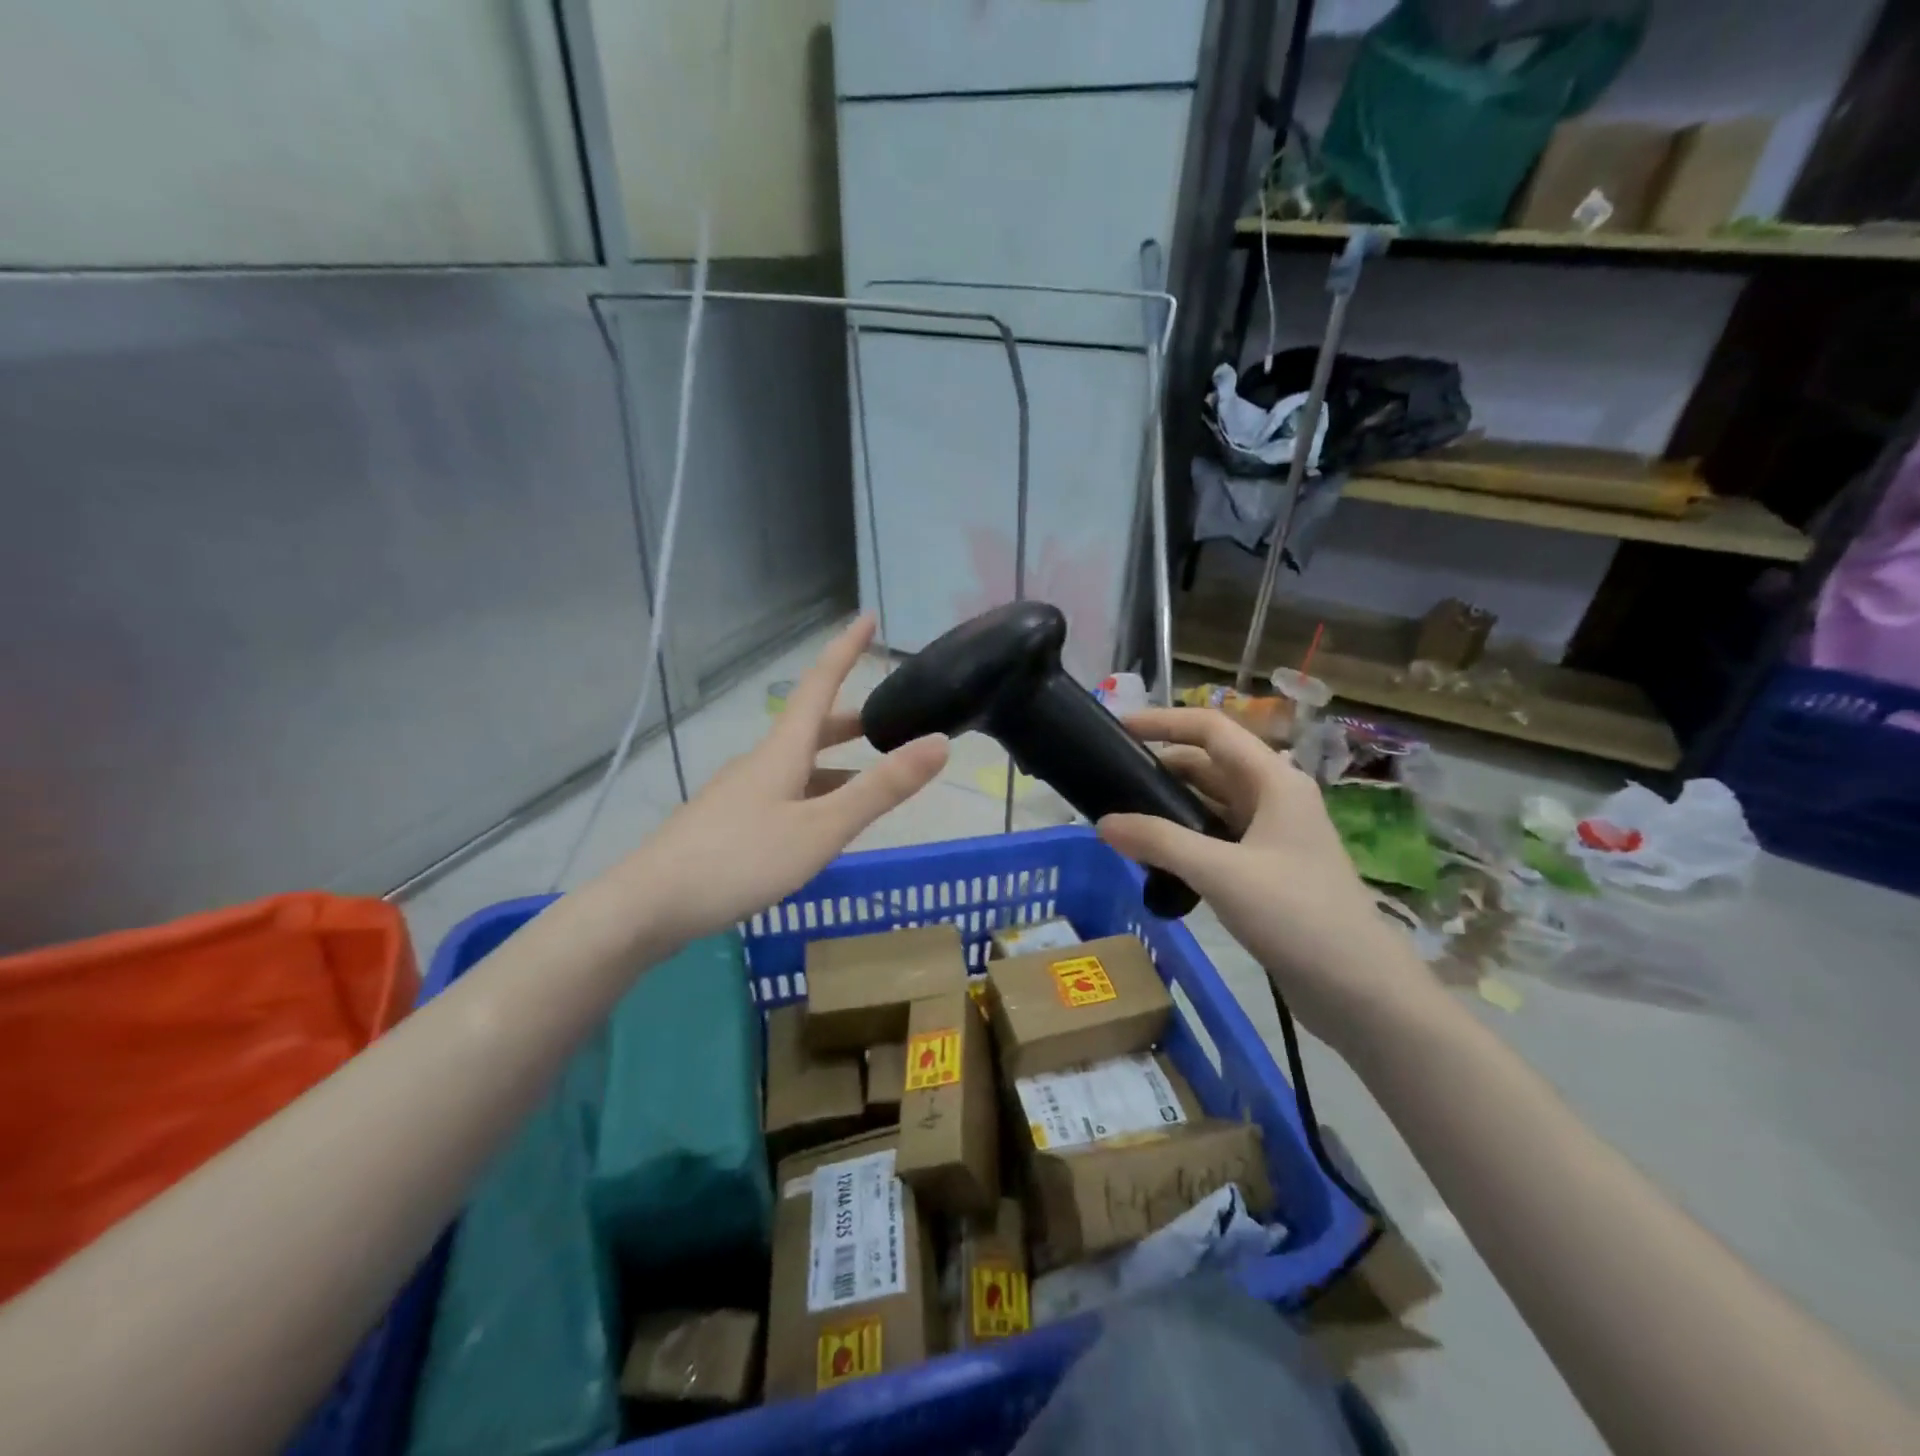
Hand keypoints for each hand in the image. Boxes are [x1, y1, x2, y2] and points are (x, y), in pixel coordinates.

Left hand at [621, 616, 947, 947]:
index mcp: (782, 751)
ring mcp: (739, 793)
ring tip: (867, 781)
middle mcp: (759, 763)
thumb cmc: (740, 860)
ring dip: (834, 763)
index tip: (867, 617)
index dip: (845, 650)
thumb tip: (939, 742)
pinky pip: (782, 794)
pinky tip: (819, 826)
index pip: (820, 684)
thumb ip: (880, 789)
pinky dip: (813, 794)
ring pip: (797, 765)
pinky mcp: (727, 823)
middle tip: (887, 724)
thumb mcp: (821, 828)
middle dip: (850, 720)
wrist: (648, 905)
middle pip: (810, 727)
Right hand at [1097, 708, 1426, 1052]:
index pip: (1211, 730)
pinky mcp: (1266, 869)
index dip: (1164, 722)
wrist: (1359, 988)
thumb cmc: (1296, 914)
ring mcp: (1272, 835)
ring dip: (1170, 806)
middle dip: (1160, 768)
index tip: (1117, 728)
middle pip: (1209, 765)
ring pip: (1211, 804)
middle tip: (1109, 782)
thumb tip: (1103, 823)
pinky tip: (1154, 858)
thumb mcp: (1221, 872)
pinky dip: (1184, 839)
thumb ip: (1159, 841)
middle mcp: (1274, 798)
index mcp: (1273, 780)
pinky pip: (1216, 838)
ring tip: (1122, 818)